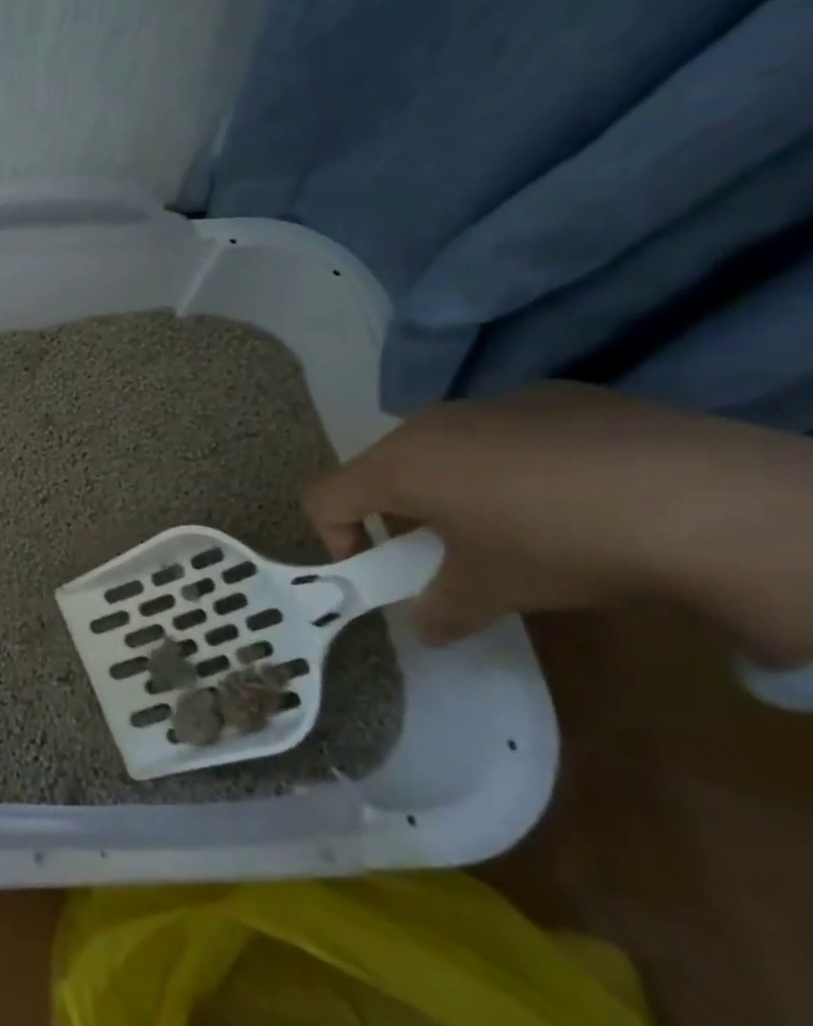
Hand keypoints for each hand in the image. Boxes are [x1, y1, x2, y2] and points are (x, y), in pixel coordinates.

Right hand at [303, 382, 812, 665]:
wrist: (700, 497)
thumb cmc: (556, 543)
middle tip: (448, 556)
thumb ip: (441, 610)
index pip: (325, 497)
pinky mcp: (558, 397)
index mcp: (398, 464)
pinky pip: (510, 433)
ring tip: (520, 527)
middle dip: (403, 514)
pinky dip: (518, 465)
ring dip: (458, 488)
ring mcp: (494, 403)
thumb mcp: (493, 591)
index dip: (336, 538)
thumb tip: (427, 628)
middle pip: (386, 468)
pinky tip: (579, 497)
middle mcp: (430, 423)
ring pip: (448, 447)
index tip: (378, 572)